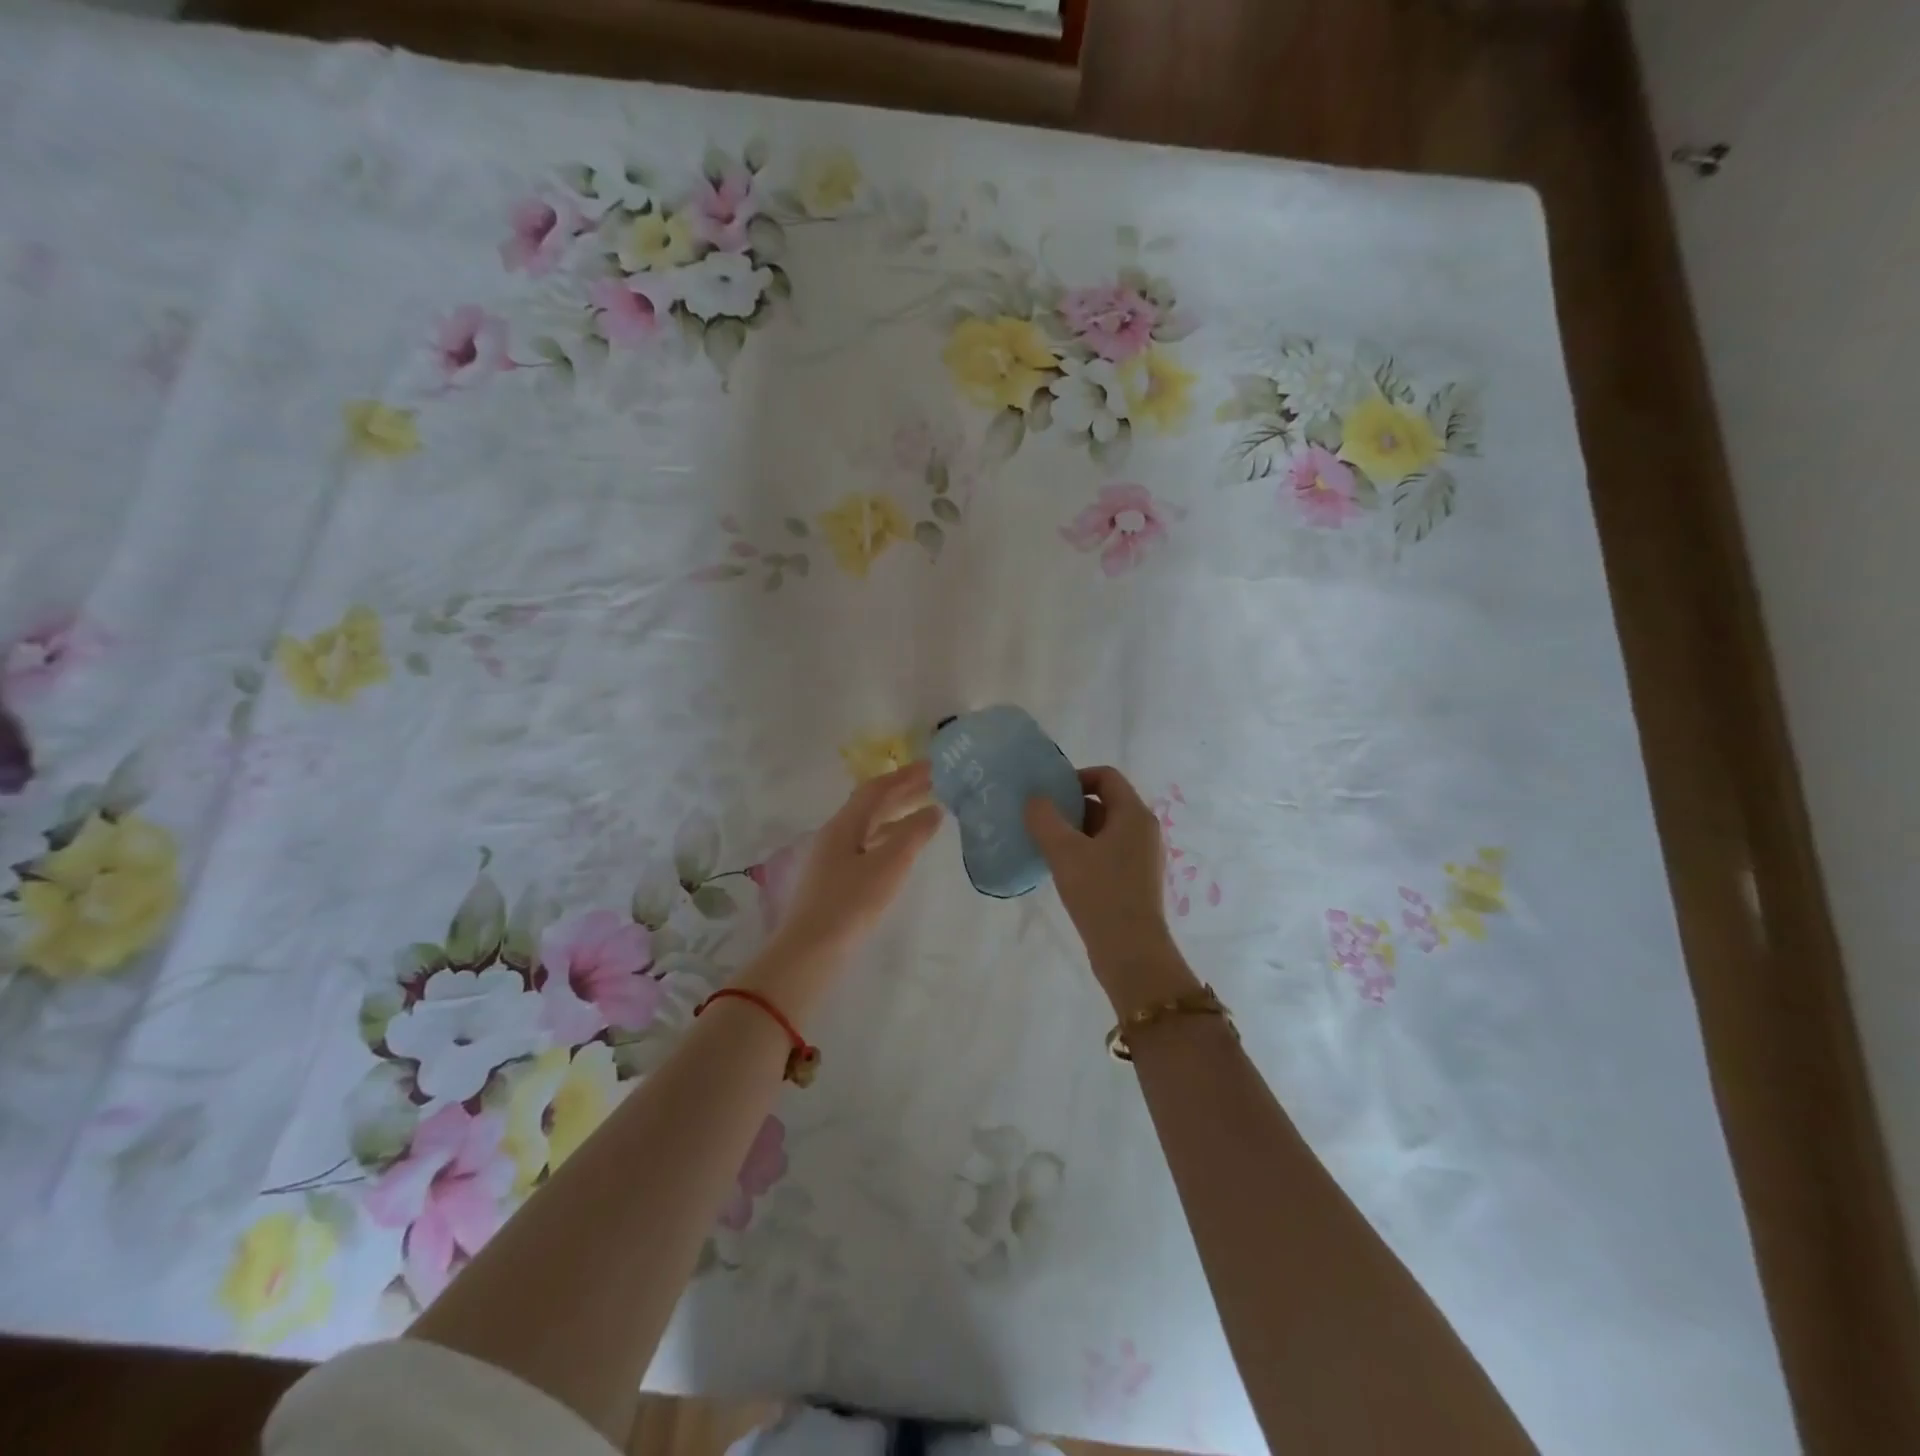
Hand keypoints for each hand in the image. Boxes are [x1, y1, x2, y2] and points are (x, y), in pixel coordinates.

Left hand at [769, 762, 943, 968]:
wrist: (811, 951)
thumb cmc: (851, 903)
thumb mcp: (889, 865)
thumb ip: (913, 835)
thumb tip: (934, 811)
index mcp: (844, 825)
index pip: (877, 789)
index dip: (905, 775)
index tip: (933, 767)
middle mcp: (835, 834)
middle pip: (871, 805)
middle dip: (903, 792)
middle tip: (934, 785)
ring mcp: (832, 858)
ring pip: (870, 826)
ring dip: (897, 815)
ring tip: (926, 813)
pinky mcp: (835, 880)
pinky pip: (867, 845)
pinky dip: (890, 838)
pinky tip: (903, 849)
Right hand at [1025, 766, 1197, 1010]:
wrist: (1130, 952)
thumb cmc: (1100, 893)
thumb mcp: (1065, 851)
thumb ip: (1045, 818)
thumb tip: (1035, 799)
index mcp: (1134, 814)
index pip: (1106, 776)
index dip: (1076, 777)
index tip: (1048, 794)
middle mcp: (1143, 830)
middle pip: (1104, 802)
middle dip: (1071, 807)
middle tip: (1040, 820)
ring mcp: (1141, 857)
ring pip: (1103, 830)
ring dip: (1074, 832)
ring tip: (1045, 845)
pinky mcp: (1134, 880)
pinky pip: (1106, 853)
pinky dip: (1084, 853)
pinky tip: (1062, 870)